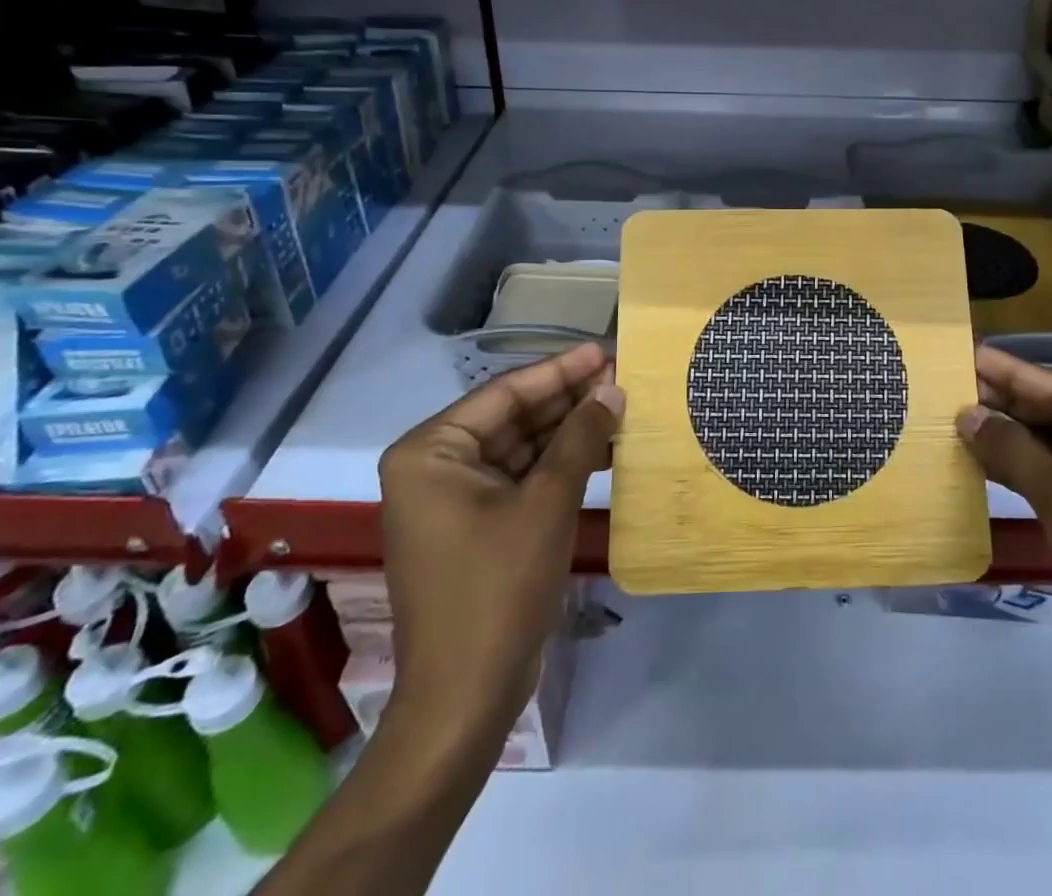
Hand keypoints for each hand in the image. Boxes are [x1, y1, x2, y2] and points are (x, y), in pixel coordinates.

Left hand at [377, 343, 620, 734]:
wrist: (466, 701)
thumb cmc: (498, 589)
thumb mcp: (547, 503)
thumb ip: (580, 438)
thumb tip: (613, 390)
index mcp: (430, 452)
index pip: (505, 393)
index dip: (561, 370)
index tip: (606, 350)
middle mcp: (434, 467)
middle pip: (512, 417)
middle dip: (568, 399)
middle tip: (621, 376)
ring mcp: (453, 499)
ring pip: (521, 447)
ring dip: (568, 431)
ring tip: (621, 408)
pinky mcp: (475, 526)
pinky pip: (520, 478)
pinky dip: (559, 465)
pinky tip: (603, 451)